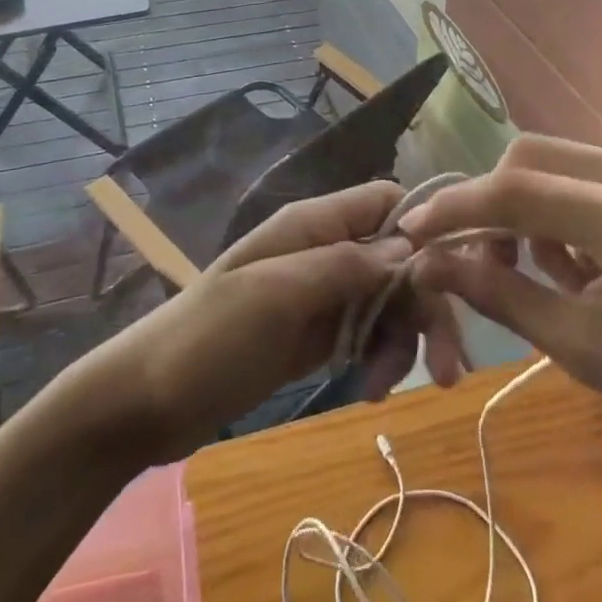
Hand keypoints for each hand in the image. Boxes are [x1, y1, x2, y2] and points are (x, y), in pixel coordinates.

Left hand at [87, 182, 467, 461]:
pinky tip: (372, 389)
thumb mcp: (278, 294)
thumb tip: (411, 248)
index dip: (424, 230)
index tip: (452, 279)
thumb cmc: (210, 336)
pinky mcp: (316, 336)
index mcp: (314, 224)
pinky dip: (380, 357)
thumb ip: (345, 265)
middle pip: (398, 259)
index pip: (387, 201)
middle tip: (449, 367)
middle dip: (426, 305)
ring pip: (389, 300)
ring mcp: (321, 295)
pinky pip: (367, 334)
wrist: (149, 400)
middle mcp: (325, 250)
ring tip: (392, 385)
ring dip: (404, 339)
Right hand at [400, 135, 601, 478]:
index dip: (455, 208)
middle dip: (489, 203)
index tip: (412, 231)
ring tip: (535, 270)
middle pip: (529, 157)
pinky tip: (573, 260)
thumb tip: (431, 264)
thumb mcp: (582, 348)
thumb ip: (500, 295)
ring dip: (523, 206)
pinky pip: (582, 174)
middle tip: (477, 259)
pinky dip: (557, 208)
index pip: (515, 190)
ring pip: (552, 160)